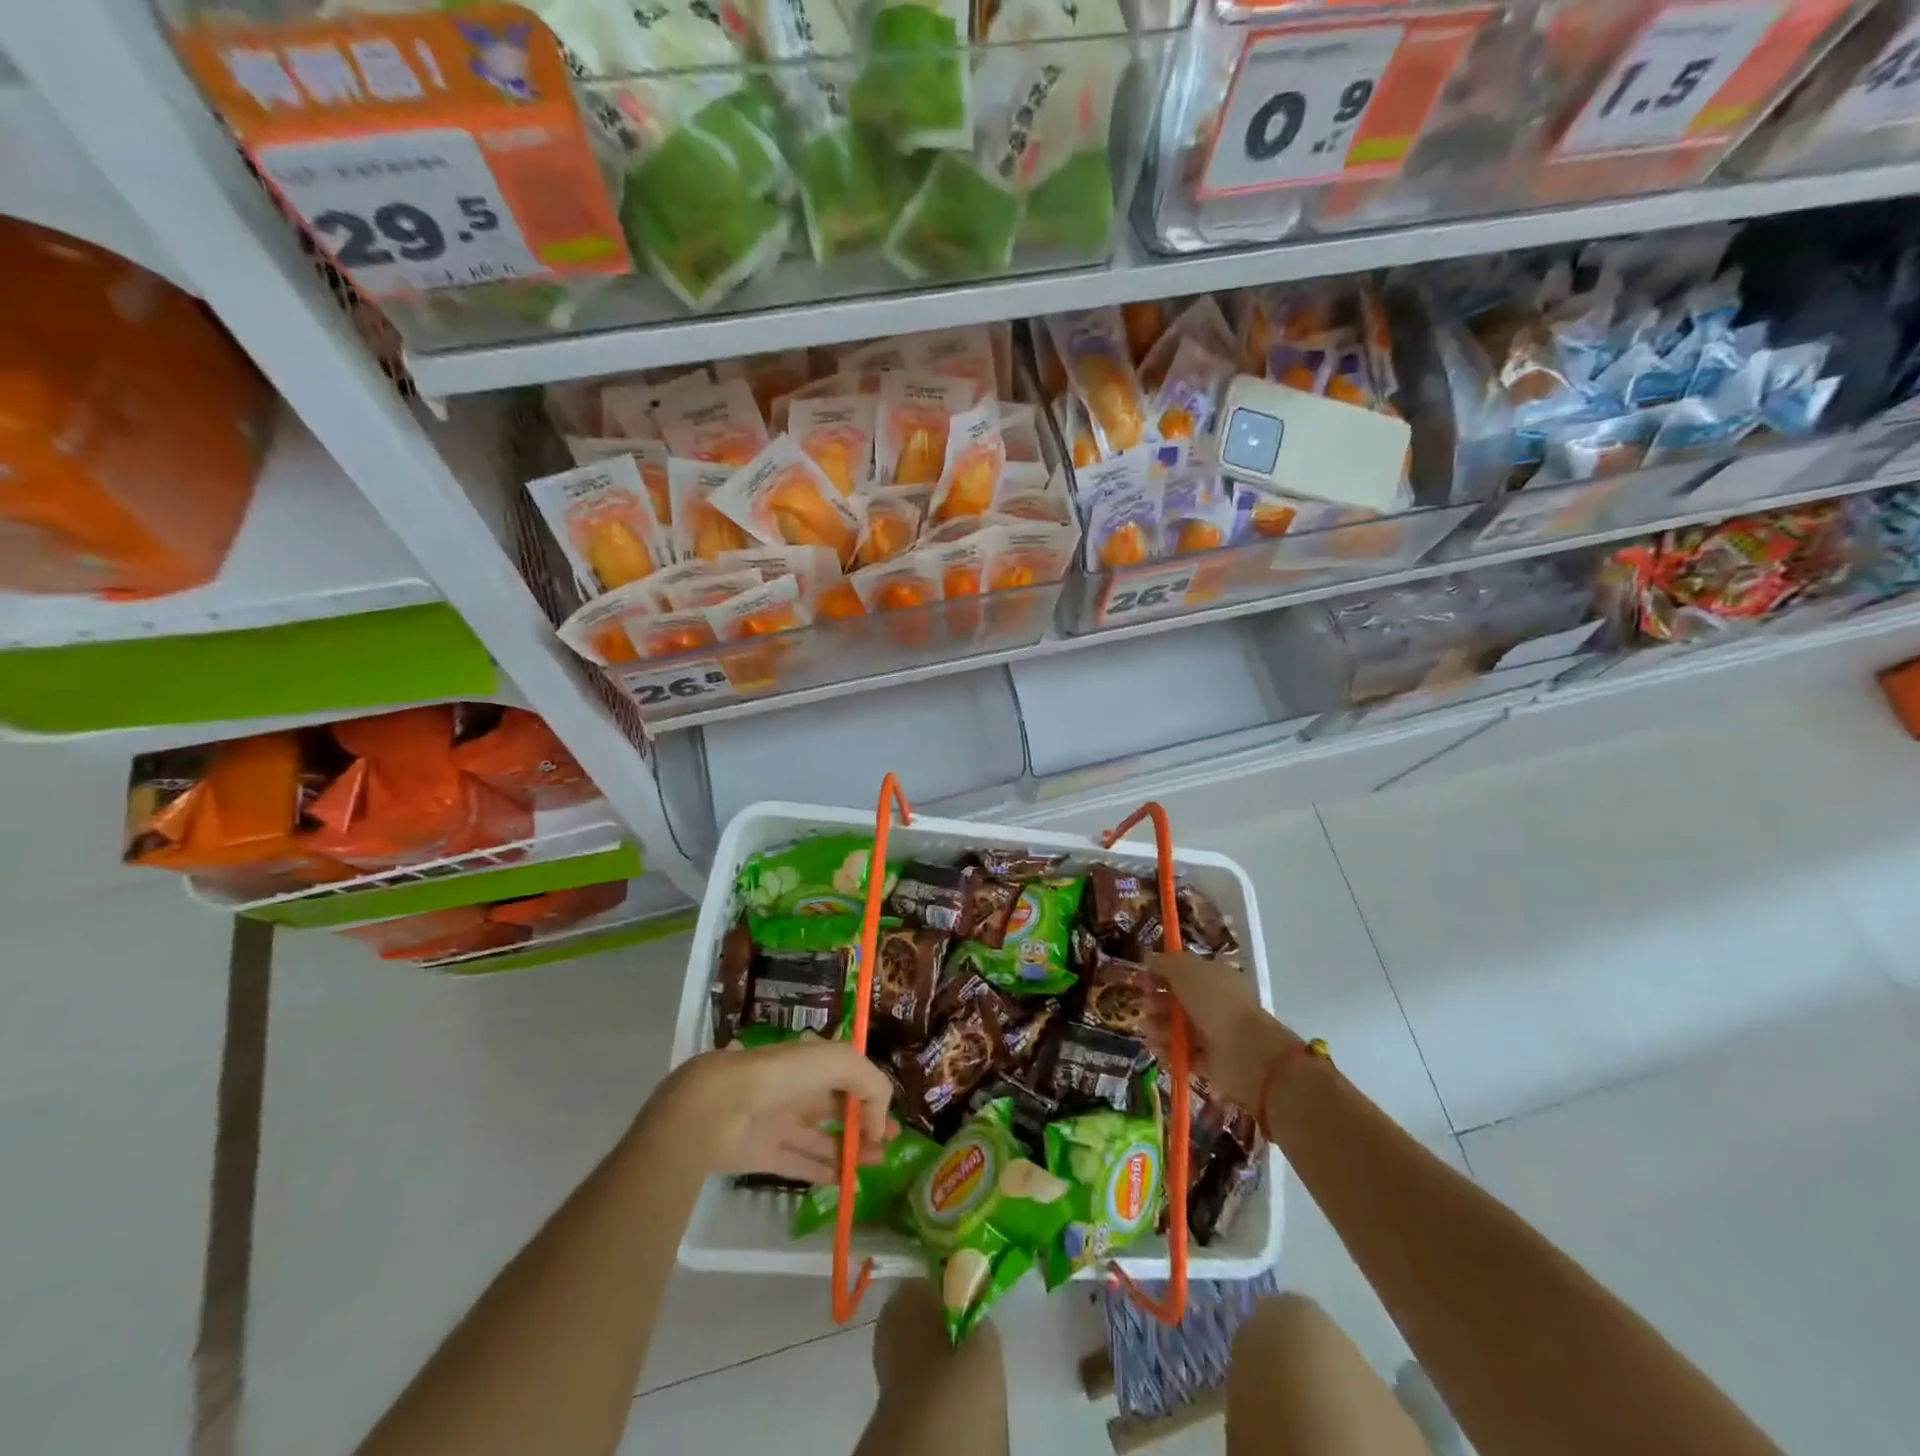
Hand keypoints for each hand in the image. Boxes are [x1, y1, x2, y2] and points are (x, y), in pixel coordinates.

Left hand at [667, 1040, 897, 1183]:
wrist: (719, 1108)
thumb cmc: (782, 1076)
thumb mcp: (839, 1061)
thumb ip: (870, 1083)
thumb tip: (878, 1121)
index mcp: (811, 1060)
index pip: (849, 1075)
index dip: (871, 1094)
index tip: (887, 1119)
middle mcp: (797, 1088)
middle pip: (838, 1107)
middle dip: (866, 1122)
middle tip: (890, 1142)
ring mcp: (780, 1121)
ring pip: (822, 1137)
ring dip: (851, 1150)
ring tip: (877, 1163)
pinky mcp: (764, 1153)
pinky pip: (799, 1164)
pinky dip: (823, 1172)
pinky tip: (845, 1182)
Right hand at [1145, 950, 1302, 1113]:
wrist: (1246, 1052)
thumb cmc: (1215, 1002)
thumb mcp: (1186, 969)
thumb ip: (1166, 962)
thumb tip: (1150, 959)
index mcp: (1214, 978)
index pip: (1184, 973)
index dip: (1161, 974)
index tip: (1142, 979)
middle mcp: (1215, 1004)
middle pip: (1178, 1001)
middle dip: (1156, 1002)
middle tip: (1143, 1006)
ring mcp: (1214, 1034)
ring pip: (1178, 1028)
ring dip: (1158, 1027)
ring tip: (1148, 1030)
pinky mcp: (1211, 1062)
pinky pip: (1184, 1054)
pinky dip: (1169, 1052)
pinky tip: (1159, 1049)